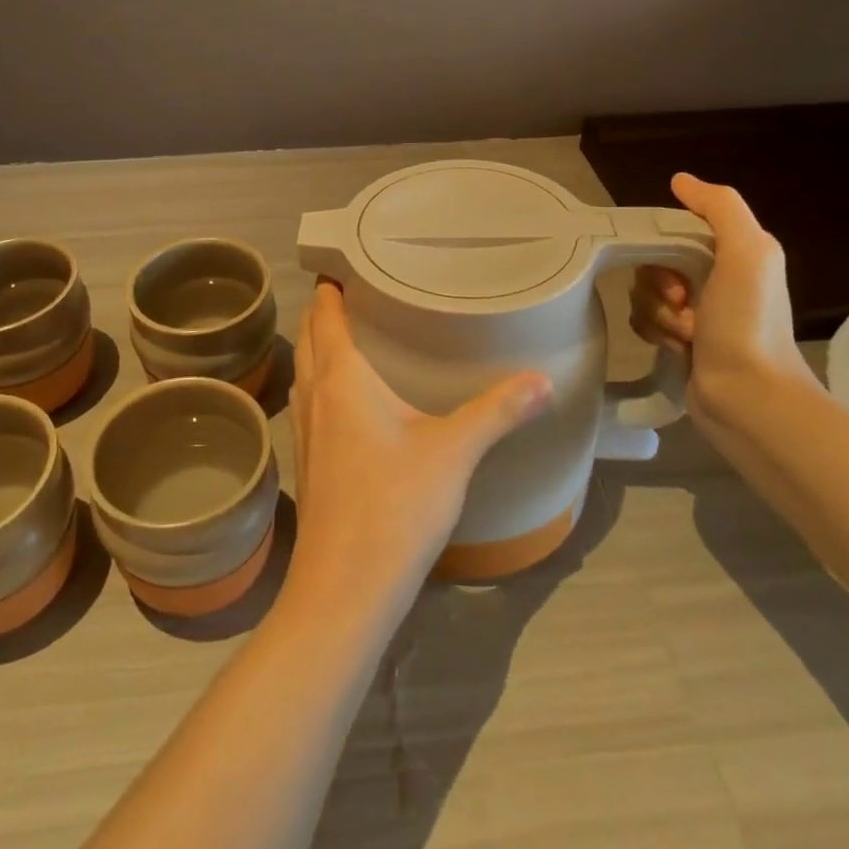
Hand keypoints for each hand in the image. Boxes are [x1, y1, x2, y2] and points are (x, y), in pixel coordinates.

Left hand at [283, 281, 552, 615]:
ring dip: (319, 346)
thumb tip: (542, 380)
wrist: (344, 588)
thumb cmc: (395, 505)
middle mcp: (315, 395)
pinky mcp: (309, 462)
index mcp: (341, 377)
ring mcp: (305, 430)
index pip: (325, 315)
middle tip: (354, 288)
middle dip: (324, 310)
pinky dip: (322, 382)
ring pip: (306, 371)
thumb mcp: (454, 451)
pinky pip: (310, 401)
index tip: (343, 260)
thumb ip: (497, 411)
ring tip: (351, 334)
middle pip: (310, 337)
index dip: (329, 286)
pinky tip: (348, 400)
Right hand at [628, 173, 812, 425]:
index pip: (675, 229)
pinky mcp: (679, 341)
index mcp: (733, 253)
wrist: (749, 398)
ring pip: (644, 291)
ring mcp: (696, 312)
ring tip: (685, 335)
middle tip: (682, 303)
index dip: (663, 245)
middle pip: (653, 261)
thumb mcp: (748, 252)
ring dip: (657, 312)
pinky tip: (677, 348)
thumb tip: (680, 180)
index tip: (675, 272)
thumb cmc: (748, 322)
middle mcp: (715, 278)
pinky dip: (654, 331)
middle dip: (658, 284)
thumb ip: (720, 207)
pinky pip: (643, 320)